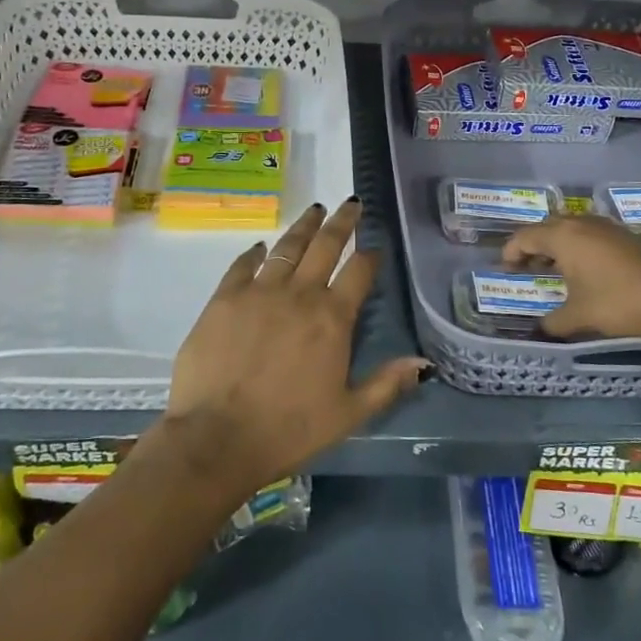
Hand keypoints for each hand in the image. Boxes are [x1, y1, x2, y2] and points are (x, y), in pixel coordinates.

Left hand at [159, 199, 427, 495]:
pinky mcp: (224, 298)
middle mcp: (299, 294)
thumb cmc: (288, 430)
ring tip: (314, 209)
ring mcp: (258, 292)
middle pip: (325, 246)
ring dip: (304, 226)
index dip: (369, 256)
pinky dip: (255, 252)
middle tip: (351, 203)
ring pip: (287, 247)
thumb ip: (387, 384)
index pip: (358, 273)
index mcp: (332, 319)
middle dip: (342, 222)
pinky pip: (243, 265)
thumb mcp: (348, 414)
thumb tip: (424, 362)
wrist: (217, 437)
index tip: (374, 246)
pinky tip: (261, 246)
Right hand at [501, 214, 640, 344]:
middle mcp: (580, 224)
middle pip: (545, 227)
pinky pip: (588, 235)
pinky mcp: (624, 236)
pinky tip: (584, 272)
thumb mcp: (581, 317)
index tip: (505, 270)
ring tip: (553, 271)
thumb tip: (540, 329)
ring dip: (556, 246)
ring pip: (569, 229)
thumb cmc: (621, 301)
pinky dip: (577, 248)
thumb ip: (554, 322)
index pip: (524, 236)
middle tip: (526, 270)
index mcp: (563, 236)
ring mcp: (605, 227)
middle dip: (532, 247)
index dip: (510, 252)